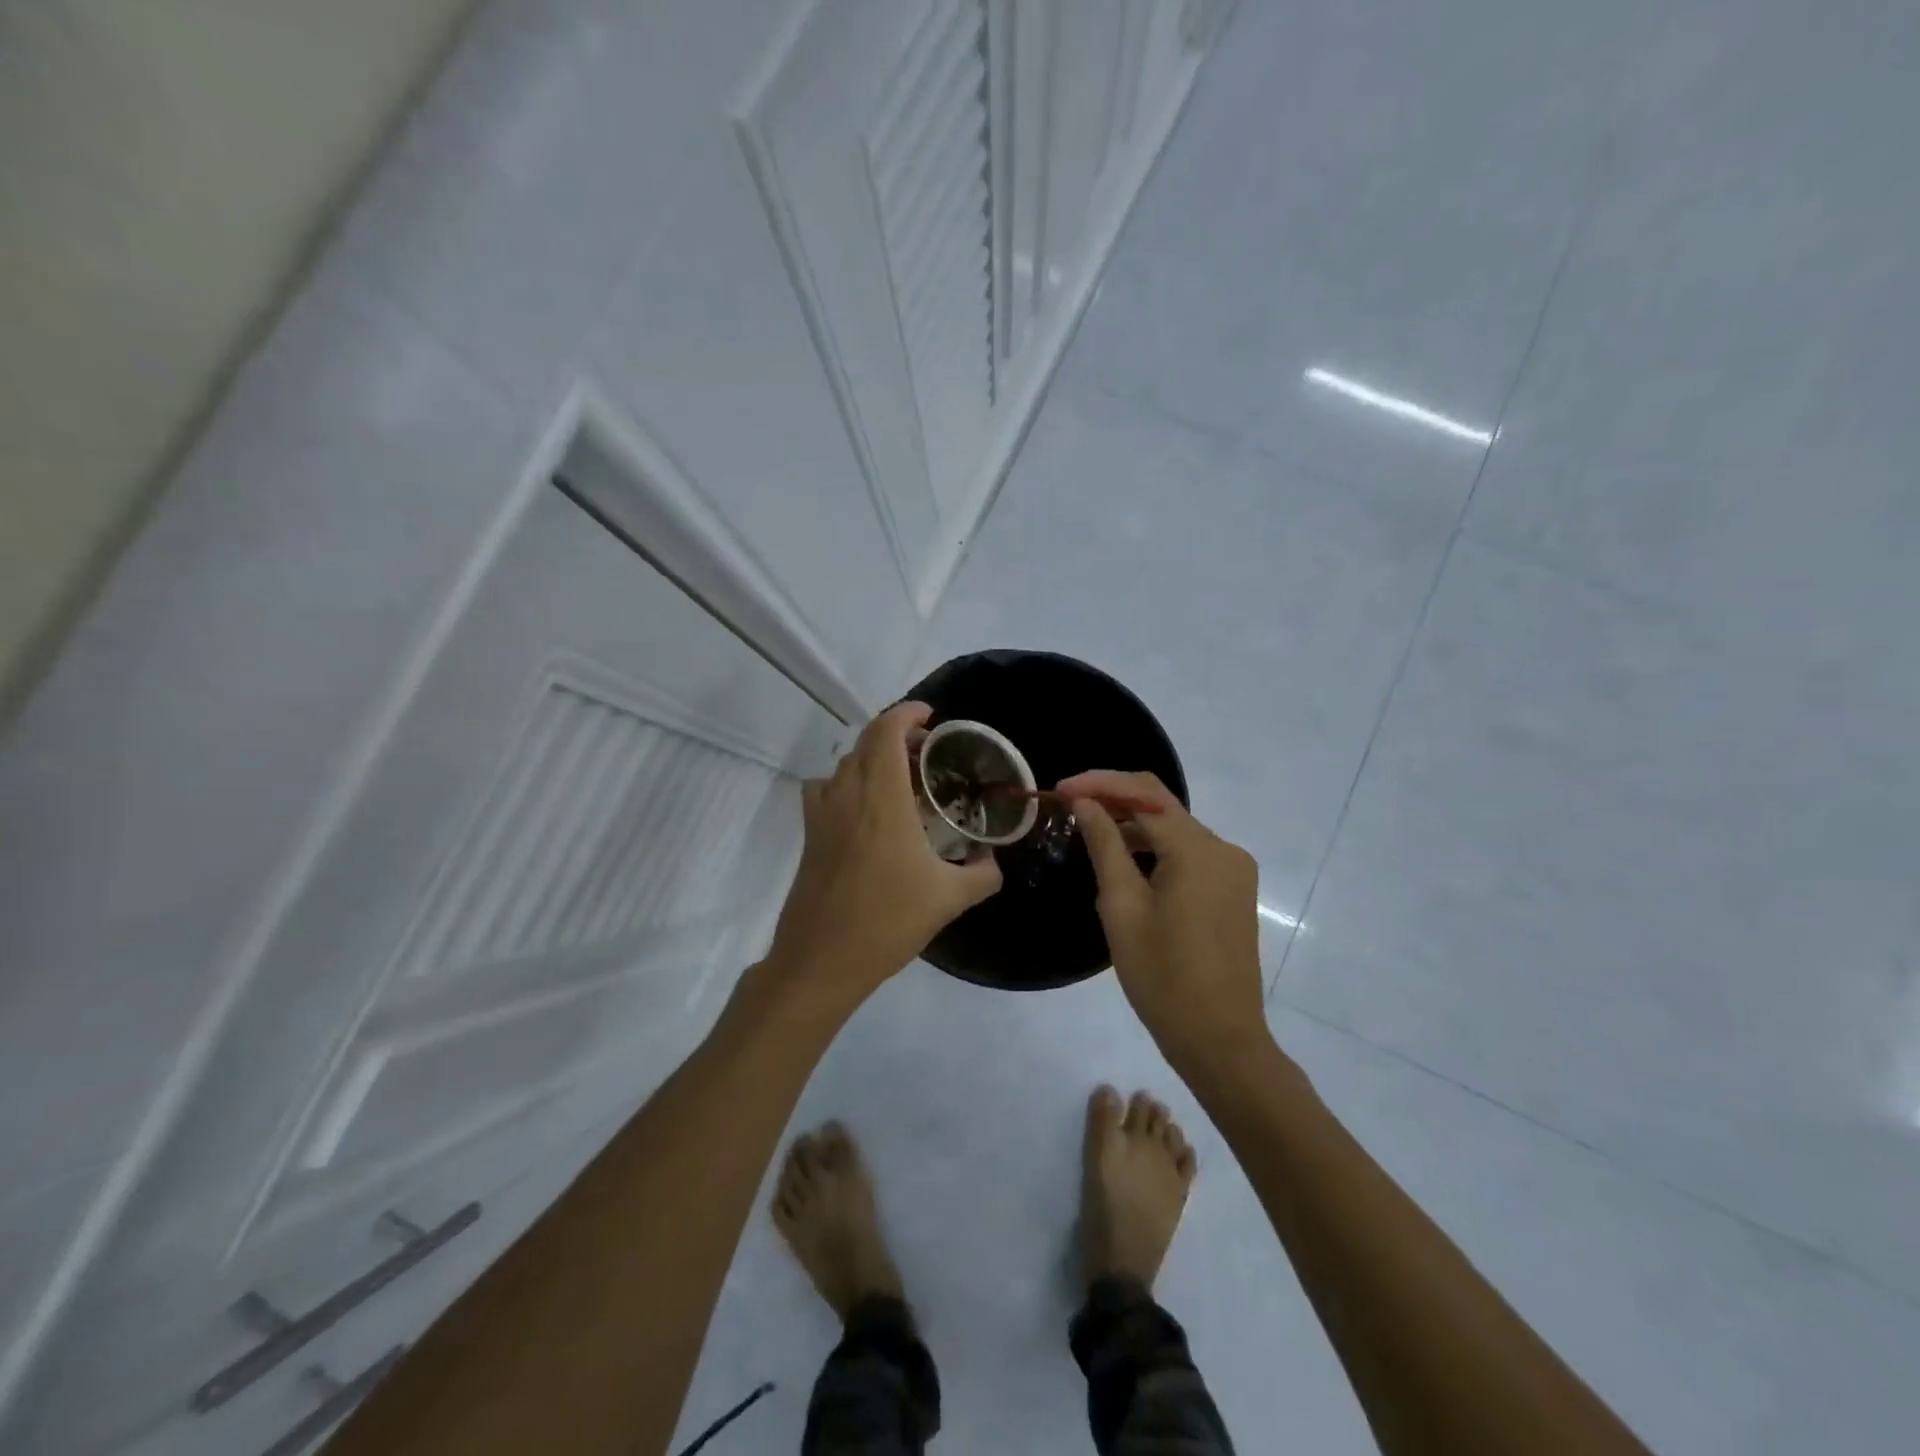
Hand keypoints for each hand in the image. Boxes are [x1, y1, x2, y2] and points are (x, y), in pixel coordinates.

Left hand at [764, 702, 1001, 1005]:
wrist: (822, 960)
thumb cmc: (888, 921)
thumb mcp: (950, 899)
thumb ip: (983, 874)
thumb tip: (994, 861)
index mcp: (882, 798)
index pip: (886, 732)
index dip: (907, 713)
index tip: (931, 716)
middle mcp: (847, 795)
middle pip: (865, 742)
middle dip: (896, 735)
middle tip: (928, 751)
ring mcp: (822, 815)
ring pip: (844, 765)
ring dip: (872, 759)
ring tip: (900, 780)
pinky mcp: (809, 836)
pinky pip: (825, 790)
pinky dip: (846, 784)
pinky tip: (865, 812)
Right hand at [1058, 770, 1266, 1063]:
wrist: (1219, 1038)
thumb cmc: (1162, 976)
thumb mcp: (1122, 907)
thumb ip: (1105, 845)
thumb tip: (1085, 803)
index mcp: (1199, 849)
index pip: (1144, 794)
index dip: (1099, 784)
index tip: (1059, 790)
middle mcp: (1223, 849)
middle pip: (1162, 806)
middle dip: (1114, 800)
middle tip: (1067, 805)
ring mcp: (1232, 870)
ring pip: (1174, 830)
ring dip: (1132, 825)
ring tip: (1086, 831)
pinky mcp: (1231, 890)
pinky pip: (1187, 854)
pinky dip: (1153, 849)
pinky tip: (1123, 860)